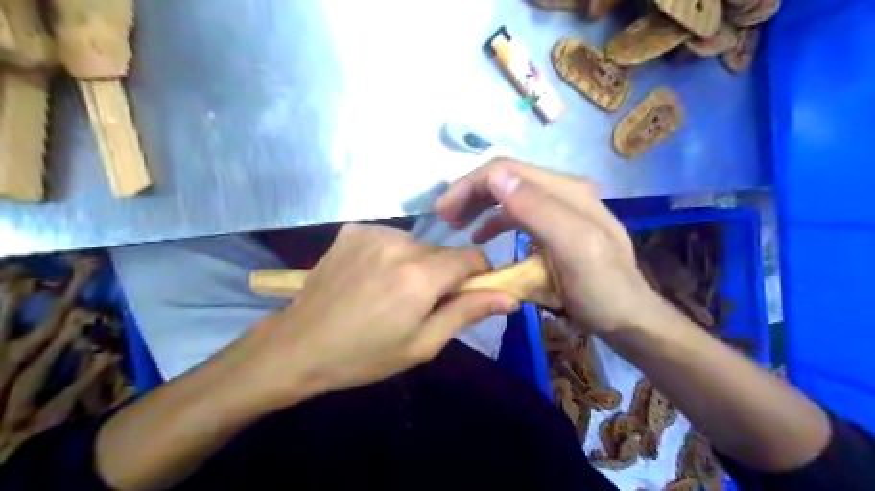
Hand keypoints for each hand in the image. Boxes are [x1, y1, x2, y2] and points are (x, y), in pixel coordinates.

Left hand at [234, 225, 516, 405]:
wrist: (299, 345)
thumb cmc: (365, 355)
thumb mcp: (423, 344)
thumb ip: (467, 313)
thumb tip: (509, 297)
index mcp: (420, 275)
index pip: (471, 257)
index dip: (477, 274)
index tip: (467, 293)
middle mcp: (400, 243)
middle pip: (442, 251)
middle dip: (443, 274)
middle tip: (421, 303)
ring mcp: (373, 232)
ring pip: (417, 244)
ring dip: (416, 264)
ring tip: (392, 291)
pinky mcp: (352, 230)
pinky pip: (389, 238)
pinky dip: (390, 254)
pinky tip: (370, 277)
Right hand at [437, 160, 662, 335]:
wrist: (629, 317)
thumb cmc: (602, 289)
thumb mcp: (574, 249)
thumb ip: (538, 210)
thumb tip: (495, 175)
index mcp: (566, 191)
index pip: (506, 170)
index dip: (470, 185)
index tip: (444, 212)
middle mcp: (562, 192)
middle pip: (506, 178)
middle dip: (470, 193)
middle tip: (445, 217)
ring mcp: (559, 209)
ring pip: (509, 195)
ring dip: (480, 205)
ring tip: (457, 224)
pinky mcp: (555, 227)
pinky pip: (517, 215)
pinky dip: (495, 221)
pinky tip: (482, 235)